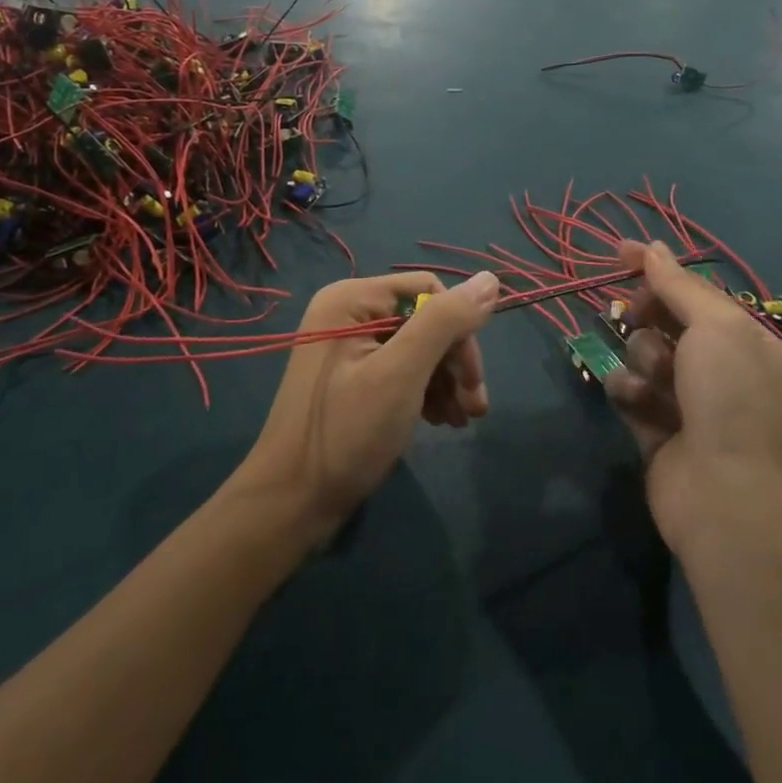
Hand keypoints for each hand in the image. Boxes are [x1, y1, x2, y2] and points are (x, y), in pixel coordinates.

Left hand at [235, 271, 495, 536]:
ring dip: (446, 380)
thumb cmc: (346, 434)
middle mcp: (348, 312)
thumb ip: (444, 322)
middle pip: (424, 319)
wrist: (291, 504)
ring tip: (462, 420)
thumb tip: (490, 278)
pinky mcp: (351, 376)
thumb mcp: (401, 374)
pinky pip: (400, 368)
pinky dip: (425, 391)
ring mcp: (347, 345)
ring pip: (417, 346)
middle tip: (476, 408)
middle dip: (455, 361)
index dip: (459, 329)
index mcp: (352, 299)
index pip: (428, 290)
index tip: (473, 379)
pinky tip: (440, 420)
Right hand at [605, 242, 781, 553]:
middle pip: (666, 319)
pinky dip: (630, 392)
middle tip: (638, 316)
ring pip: (643, 351)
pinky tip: (638, 405)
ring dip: (643, 359)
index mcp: (748, 341)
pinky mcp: (655, 426)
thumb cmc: (729, 399)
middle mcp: (721, 367)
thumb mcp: (715, 327)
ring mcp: (687, 399)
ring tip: (656, 382)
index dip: (659, 268)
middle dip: (649, 317)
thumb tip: (653, 247)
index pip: (697, 290)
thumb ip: (679, 285)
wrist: (723, 497)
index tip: (620, 251)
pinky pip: (629, 388)